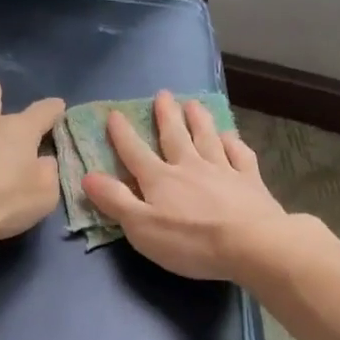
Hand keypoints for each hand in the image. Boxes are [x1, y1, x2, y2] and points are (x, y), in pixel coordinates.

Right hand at [81, 90, 291, 279]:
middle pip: (175, 136)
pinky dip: (234, 143)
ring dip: (199, 120)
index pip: (136, 153)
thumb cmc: (191, 241)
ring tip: (193, 103)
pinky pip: (240, 155)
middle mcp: (190, 167)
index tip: (115, 114)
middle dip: (166, 115)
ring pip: (208, 138)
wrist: (251, 244)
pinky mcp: (250, 181)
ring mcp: (223, 171)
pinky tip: (231, 137)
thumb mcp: (142, 227)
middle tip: (163, 94)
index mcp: (161, 180)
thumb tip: (88, 176)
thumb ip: (115, 201)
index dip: (123, 135)